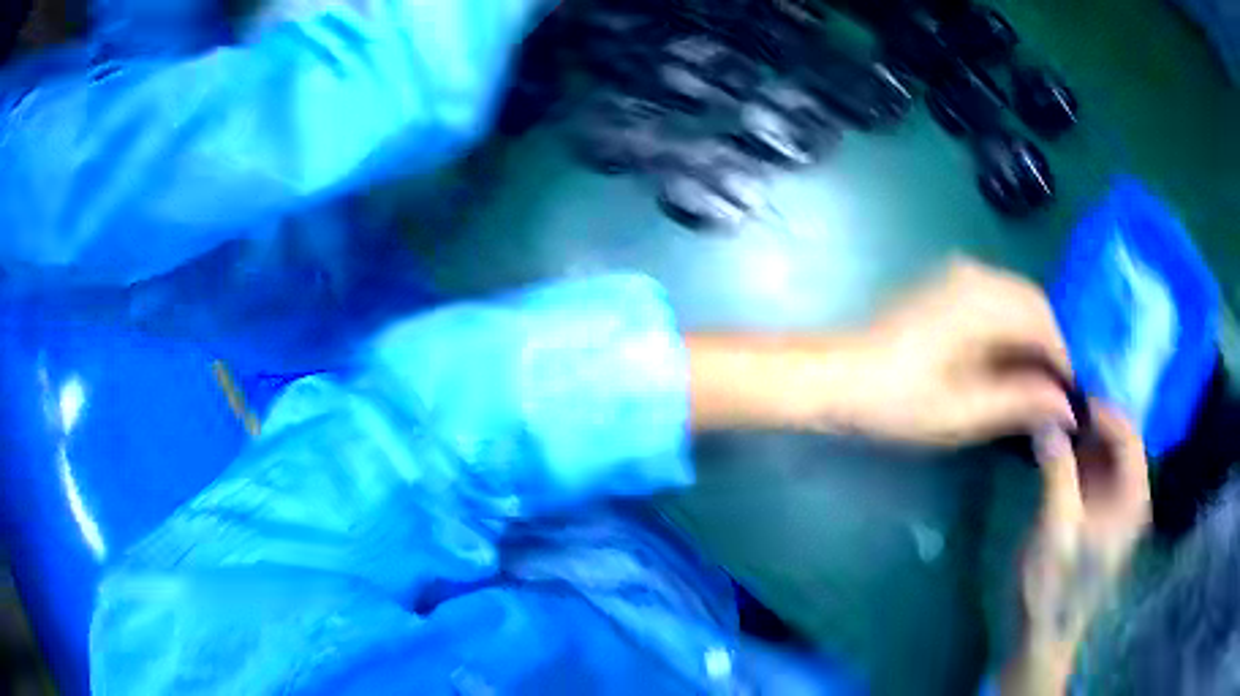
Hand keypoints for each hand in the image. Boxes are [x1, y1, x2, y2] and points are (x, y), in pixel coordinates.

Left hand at [843, 259, 1076, 445]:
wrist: (839, 377)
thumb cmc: (898, 400)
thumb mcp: (965, 412)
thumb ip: (1021, 402)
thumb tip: (1067, 405)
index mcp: (983, 300)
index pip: (1047, 324)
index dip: (1066, 362)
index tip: (1075, 398)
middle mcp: (977, 275)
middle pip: (1037, 307)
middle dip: (1053, 350)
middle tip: (1059, 395)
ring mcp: (961, 276)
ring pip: (1020, 303)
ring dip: (1035, 341)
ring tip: (1040, 386)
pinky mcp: (949, 287)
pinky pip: (999, 303)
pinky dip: (1014, 332)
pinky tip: (1013, 365)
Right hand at [1001, 406, 1150, 694]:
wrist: (1043, 637)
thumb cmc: (1055, 587)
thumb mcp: (1056, 528)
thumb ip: (1057, 471)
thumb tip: (1046, 419)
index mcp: (1132, 497)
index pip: (1128, 433)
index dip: (1102, 411)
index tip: (1068, 399)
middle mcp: (1129, 497)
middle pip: (1117, 442)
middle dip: (1088, 424)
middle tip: (1054, 412)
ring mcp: (1113, 509)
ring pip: (1103, 458)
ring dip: (1079, 442)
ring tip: (1050, 430)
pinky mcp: (1096, 520)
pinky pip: (1091, 478)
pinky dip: (1075, 463)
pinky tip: (1053, 459)